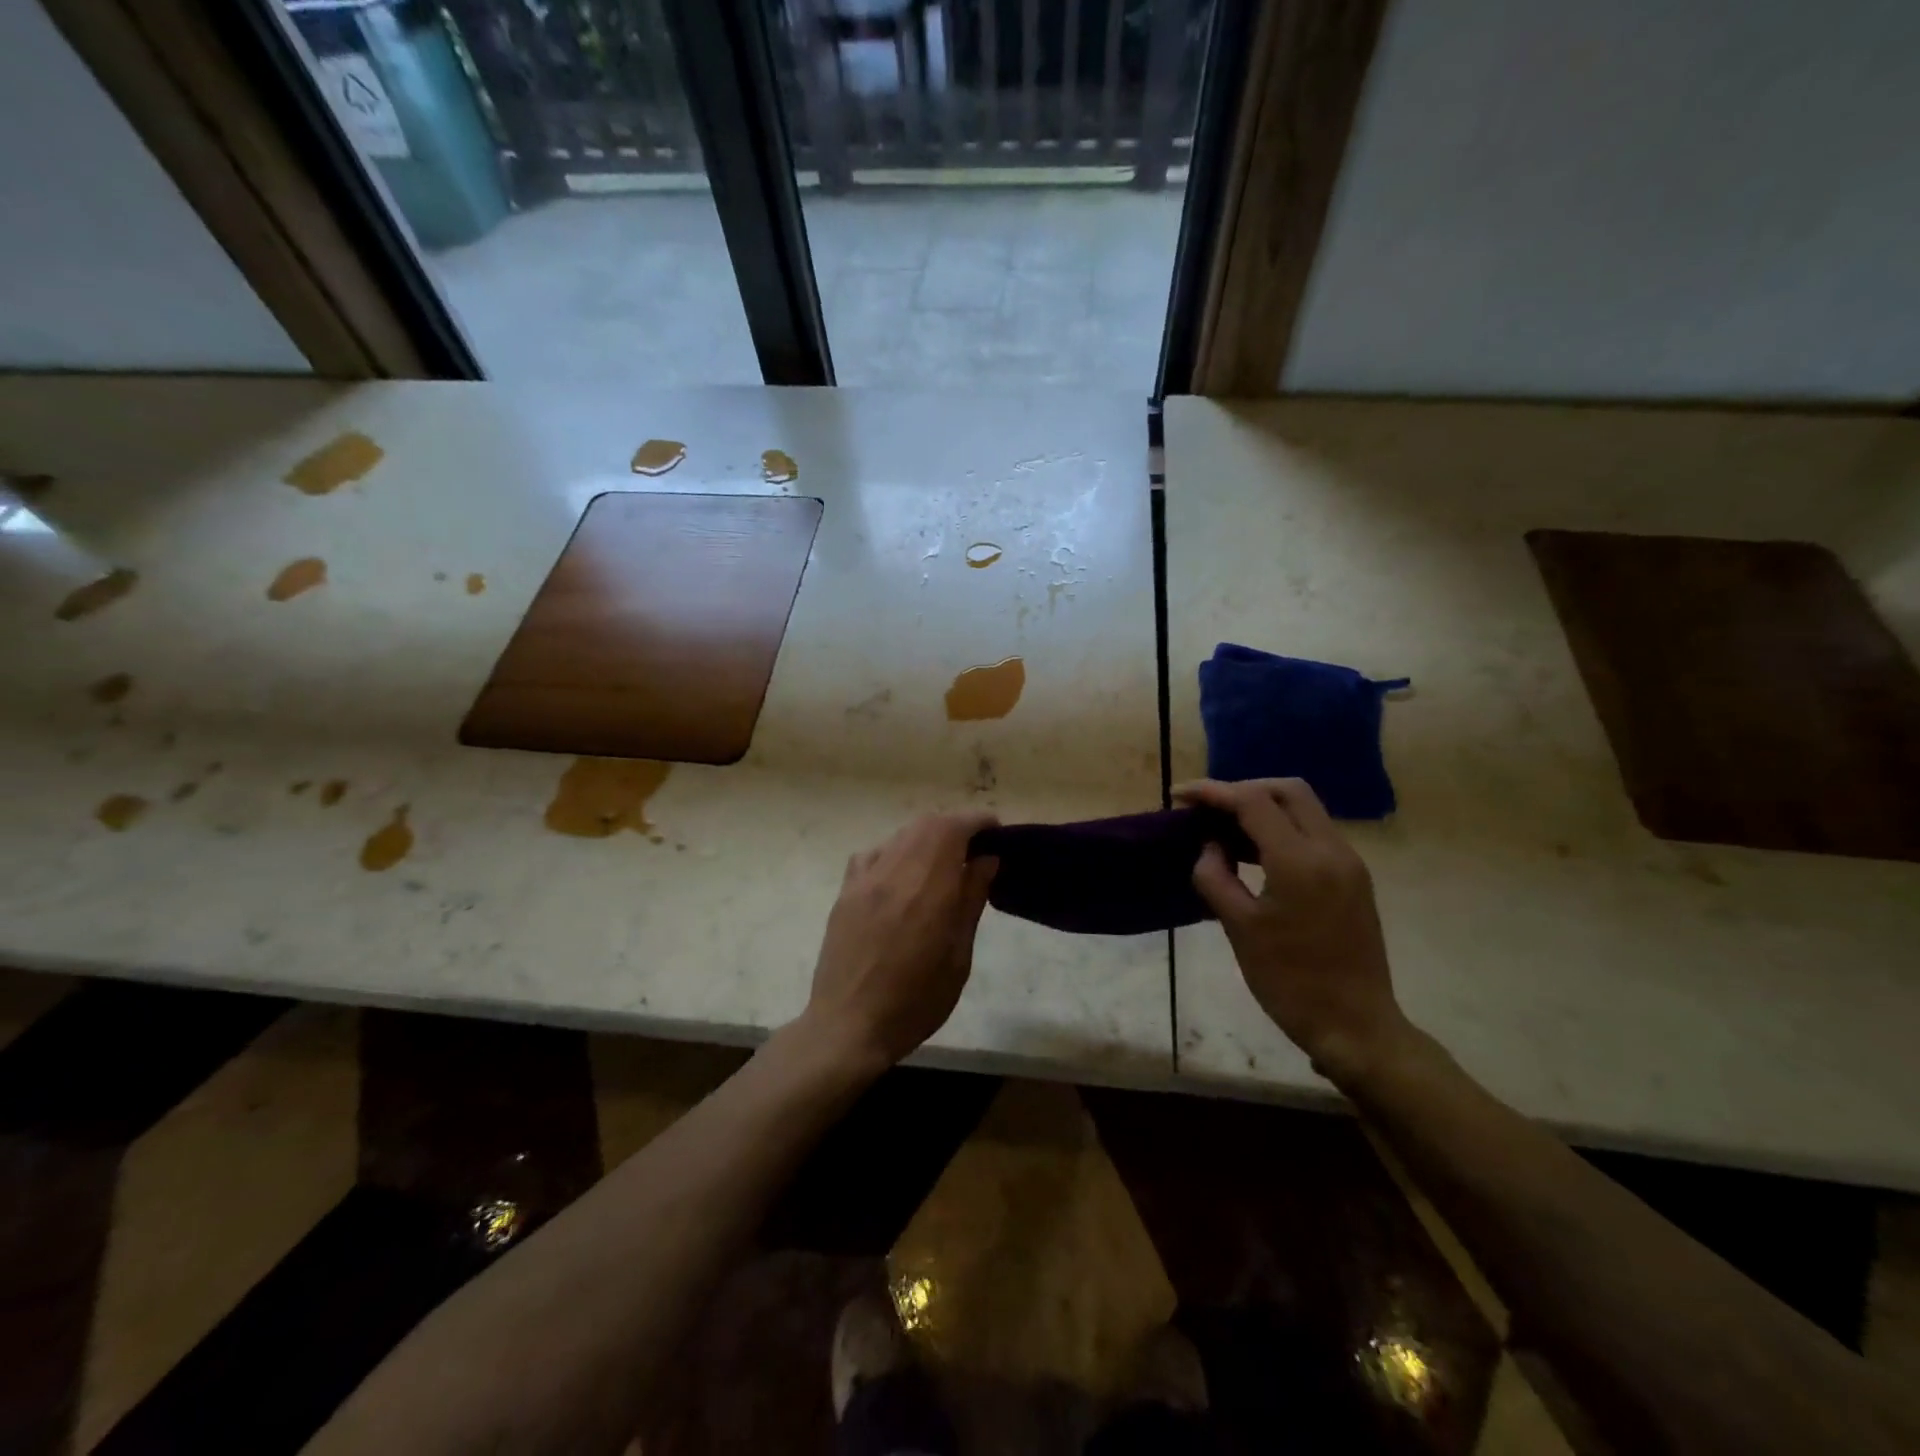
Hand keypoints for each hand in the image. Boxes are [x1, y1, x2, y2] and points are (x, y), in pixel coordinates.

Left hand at [803, 811, 999, 1070]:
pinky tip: (902, 876)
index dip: (978, 821)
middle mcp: (895, 872)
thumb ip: (971, 900)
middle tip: (974, 848)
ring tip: (942, 861)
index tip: (995, 832)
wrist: (848, 1026)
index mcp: (929, 889)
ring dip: (927, 836)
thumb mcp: (958, 957)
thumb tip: (987, 858)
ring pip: (901, 834)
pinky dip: (896, 851)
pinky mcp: (846, 891)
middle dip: (955, 826)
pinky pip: (874, 853)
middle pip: (928, 823)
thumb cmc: (915, 1002)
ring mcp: (865, 879)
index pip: (954, 828)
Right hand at [1177, 778, 1409, 1081]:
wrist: (1355, 1026)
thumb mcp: (1239, 928)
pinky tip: (1254, 852)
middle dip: (1243, 789)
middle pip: (1287, 790)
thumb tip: (1210, 846)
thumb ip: (1215, 877)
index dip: (1213, 792)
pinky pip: (1314, 833)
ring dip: (1263, 807)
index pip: (1253, 802)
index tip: (1180, 796)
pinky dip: (1281, 828)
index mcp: (1300, 862)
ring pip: (1304, 809)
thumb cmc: (1289, 981)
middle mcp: (1332, 850)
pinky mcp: (1354, 878)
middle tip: (1208, 809)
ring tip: (1224, 828)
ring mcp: (1349, 863)